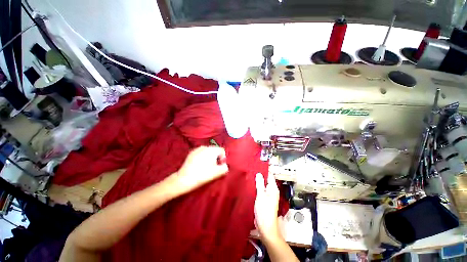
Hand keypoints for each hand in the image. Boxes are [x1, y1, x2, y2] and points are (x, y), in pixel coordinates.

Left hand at [172, 146, 227, 194]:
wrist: (185, 179)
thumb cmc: (203, 174)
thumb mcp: (218, 172)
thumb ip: (225, 167)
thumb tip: (224, 165)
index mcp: (212, 149)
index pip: (222, 150)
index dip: (223, 158)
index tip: (220, 165)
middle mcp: (205, 146)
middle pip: (214, 150)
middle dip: (216, 157)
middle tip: (214, 166)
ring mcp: (197, 149)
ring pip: (207, 151)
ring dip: (209, 157)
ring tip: (206, 166)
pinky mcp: (191, 153)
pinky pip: (200, 153)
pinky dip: (202, 157)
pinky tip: (199, 165)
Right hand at [254, 172, 280, 241]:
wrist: (266, 227)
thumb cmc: (264, 211)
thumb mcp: (261, 196)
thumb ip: (260, 184)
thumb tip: (259, 173)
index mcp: (273, 188)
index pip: (270, 175)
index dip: (265, 169)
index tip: (258, 163)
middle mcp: (272, 190)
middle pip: (266, 179)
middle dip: (260, 174)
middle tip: (252, 167)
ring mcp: (268, 195)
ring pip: (263, 184)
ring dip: (258, 180)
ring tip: (250, 173)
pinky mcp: (264, 199)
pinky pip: (261, 189)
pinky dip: (257, 186)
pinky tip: (251, 183)